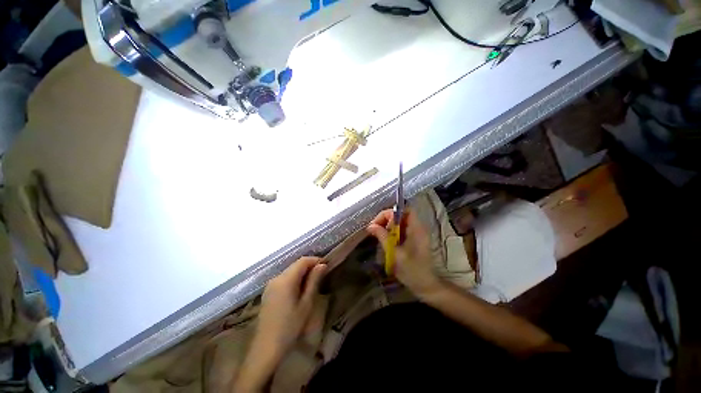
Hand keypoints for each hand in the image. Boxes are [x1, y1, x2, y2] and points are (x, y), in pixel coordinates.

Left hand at [258, 257, 326, 354]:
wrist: (266, 348)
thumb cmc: (290, 326)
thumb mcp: (306, 303)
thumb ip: (314, 281)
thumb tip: (322, 265)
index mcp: (286, 279)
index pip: (303, 260)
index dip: (315, 260)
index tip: (326, 266)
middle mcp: (276, 278)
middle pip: (296, 265)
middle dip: (310, 266)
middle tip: (322, 275)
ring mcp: (270, 285)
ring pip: (290, 271)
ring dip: (302, 273)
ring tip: (313, 283)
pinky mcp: (268, 292)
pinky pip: (284, 279)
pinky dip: (294, 279)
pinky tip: (300, 290)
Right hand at [367, 209, 441, 297]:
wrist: (426, 286)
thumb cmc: (412, 271)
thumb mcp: (395, 254)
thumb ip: (383, 237)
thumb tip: (370, 226)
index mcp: (417, 229)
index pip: (405, 210)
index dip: (391, 213)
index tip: (379, 222)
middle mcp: (418, 228)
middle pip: (400, 215)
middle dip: (386, 219)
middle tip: (375, 229)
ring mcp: (416, 234)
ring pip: (399, 222)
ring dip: (387, 226)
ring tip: (378, 235)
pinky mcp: (413, 240)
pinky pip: (400, 230)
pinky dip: (391, 232)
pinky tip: (385, 240)